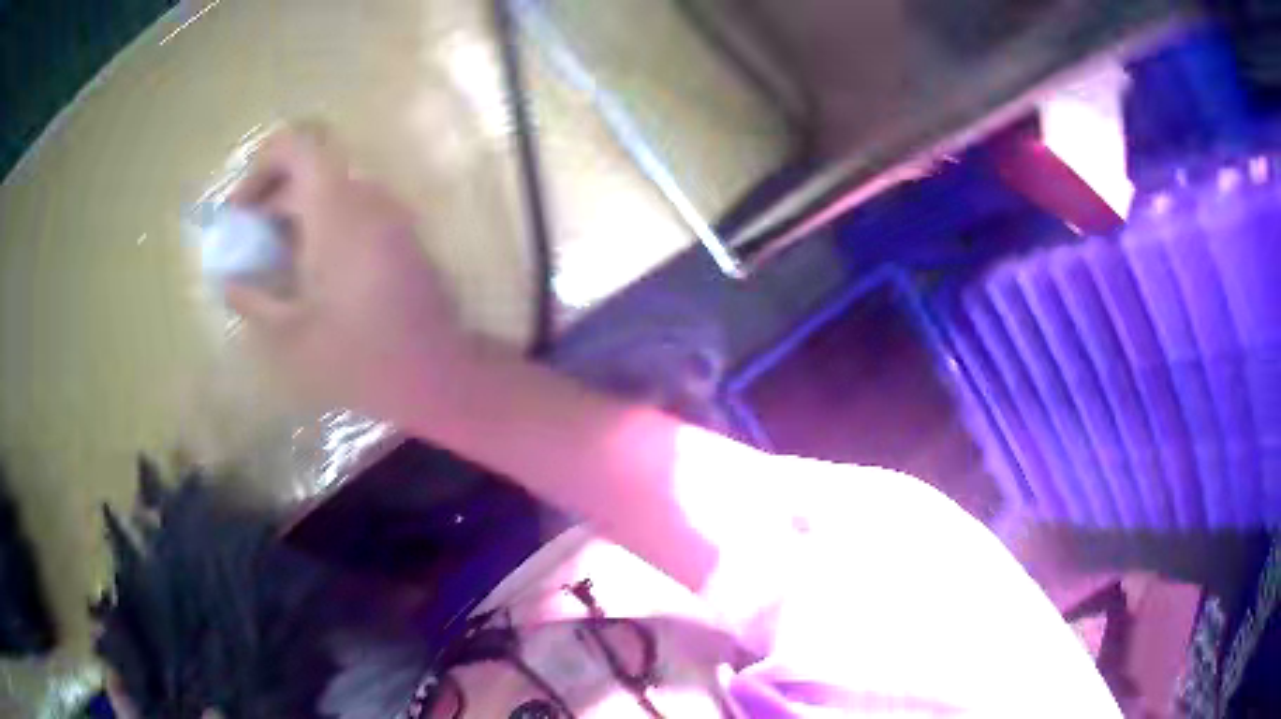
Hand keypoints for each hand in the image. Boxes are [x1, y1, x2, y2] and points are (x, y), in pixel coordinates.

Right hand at [225, 127, 471, 423]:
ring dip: (295, 216)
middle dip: (271, 200)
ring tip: (271, 265)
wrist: (437, 375)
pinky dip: (322, 228)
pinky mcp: (401, 237)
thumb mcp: (289, 336)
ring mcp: (390, 215)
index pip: (298, 145)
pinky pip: (353, 212)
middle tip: (247, 247)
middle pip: (311, 170)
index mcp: (336, 208)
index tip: (241, 211)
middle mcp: (367, 198)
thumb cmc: (358, 358)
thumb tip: (229, 281)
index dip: (262, 166)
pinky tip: (306, 275)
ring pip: (332, 192)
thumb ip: (252, 299)